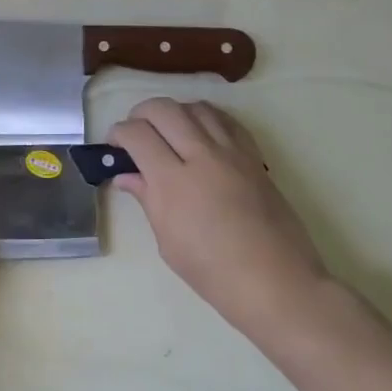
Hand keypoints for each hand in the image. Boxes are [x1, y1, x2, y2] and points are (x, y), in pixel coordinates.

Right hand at [110, 98, 327, 341]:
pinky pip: (226, 121)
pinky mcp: (254, 157)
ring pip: (196, 107)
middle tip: (136, 134)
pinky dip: (206, 119)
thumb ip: (148, 199)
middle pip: (164, 109)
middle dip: (141, 114)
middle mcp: (202, 156)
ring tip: (168, 133)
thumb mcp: (168, 242)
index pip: (137, 134)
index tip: (115, 146)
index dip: (118, 134)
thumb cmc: (214, 272)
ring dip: (175, 113)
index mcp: (173, 182)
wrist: (276, 283)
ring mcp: (232, 153)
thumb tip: (127, 176)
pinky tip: (200, 135)